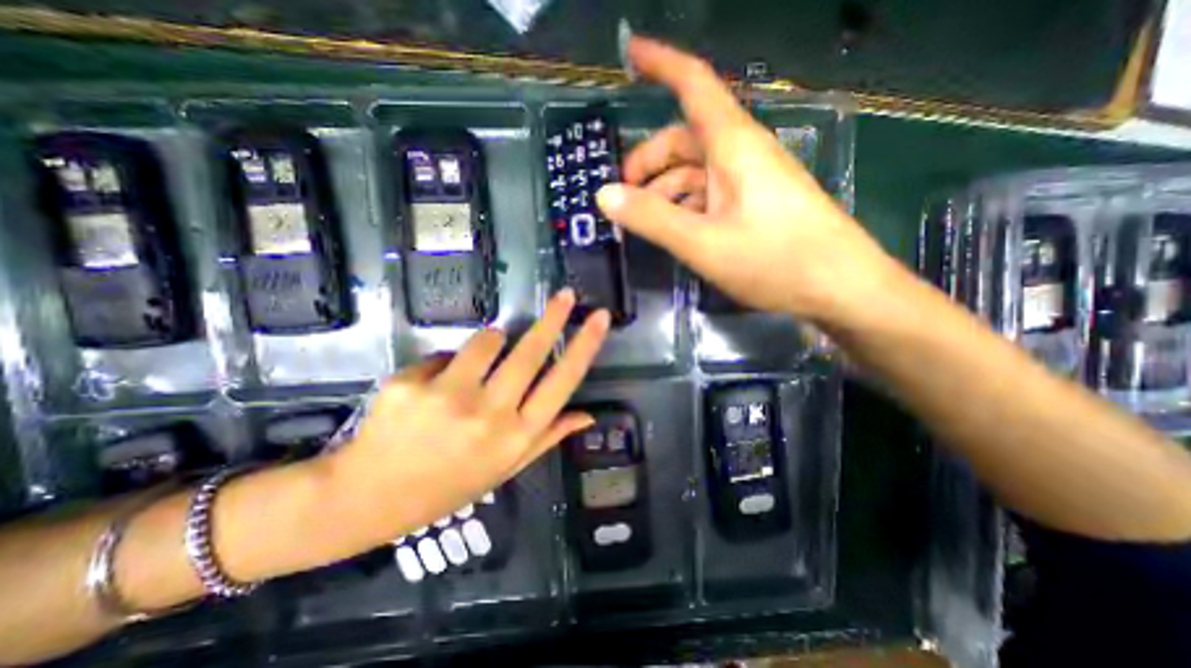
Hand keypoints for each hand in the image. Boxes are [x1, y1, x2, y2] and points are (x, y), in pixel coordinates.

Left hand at [321, 291, 607, 553]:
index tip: (599, 318)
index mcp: (517, 436)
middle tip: (565, 294)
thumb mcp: (506, 468)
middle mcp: (489, 414)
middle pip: (531, 352)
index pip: (562, 382)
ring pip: (487, 340)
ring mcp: (448, 396)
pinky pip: (444, 354)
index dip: (585, 346)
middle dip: (553, 317)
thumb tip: (587, 414)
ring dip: (491, 341)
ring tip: (478, 364)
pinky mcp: (411, 383)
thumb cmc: (449, 484)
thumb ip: (549, 437)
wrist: (369, 498)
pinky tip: (432, 388)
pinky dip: (446, 363)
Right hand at [602, 37, 899, 321]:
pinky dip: (686, 207)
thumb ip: (652, 218)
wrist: (840, 288)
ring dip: (665, 190)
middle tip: (623, 195)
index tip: (629, 54)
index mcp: (733, 146)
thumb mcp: (703, 242)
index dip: (661, 64)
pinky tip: (674, 230)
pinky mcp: (755, 207)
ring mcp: (750, 183)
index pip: (694, 85)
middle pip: (685, 140)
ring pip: (696, 172)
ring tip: (642, 220)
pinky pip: (710, 196)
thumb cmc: (775, 261)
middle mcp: (741, 155)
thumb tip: (604, 195)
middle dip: (648, 162)